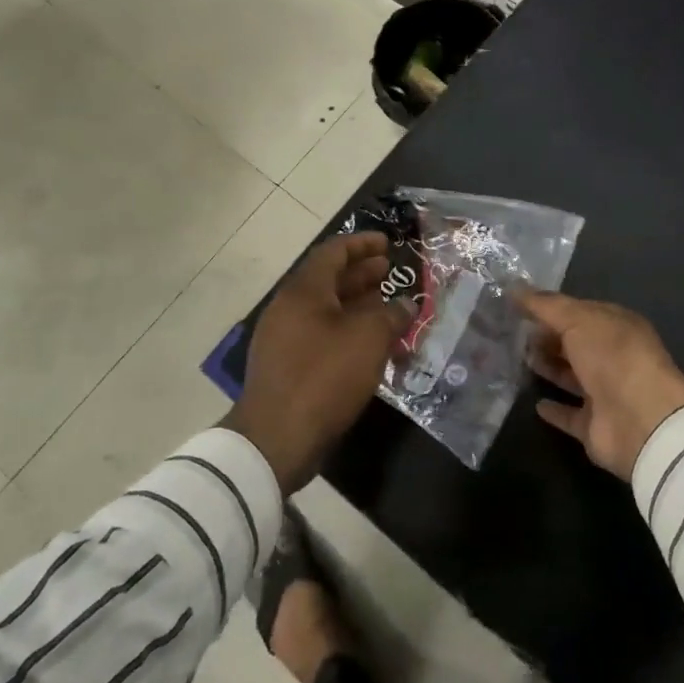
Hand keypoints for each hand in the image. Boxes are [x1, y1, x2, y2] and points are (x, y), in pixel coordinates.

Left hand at [227, 233, 407, 492]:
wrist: (276, 439)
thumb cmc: (324, 376)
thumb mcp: (367, 339)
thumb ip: (391, 315)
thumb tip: (407, 304)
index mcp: (303, 291)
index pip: (333, 252)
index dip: (362, 244)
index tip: (388, 243)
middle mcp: (289, 308)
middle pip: (328, 280)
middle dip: (361, 274)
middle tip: (390, 272)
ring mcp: (284, 339)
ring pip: (326, 310)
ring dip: (358, 305)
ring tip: (388, 307)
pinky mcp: (287, 367)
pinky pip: (321, 336)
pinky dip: (347, 332)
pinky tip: (370, 345)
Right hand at [522, 292, 683, 480]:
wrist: (641, 420)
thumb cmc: (612, 356)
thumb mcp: (577, 319)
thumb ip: (545, 305)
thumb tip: (513, 287)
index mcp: (616, 326)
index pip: (579, 312)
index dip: (551, 308)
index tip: (518, 306)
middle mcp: (613, 357)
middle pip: (575, 344)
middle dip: (548, 337)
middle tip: (514, 334)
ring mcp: (606, 393)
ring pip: (572, 376)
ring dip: (549, 368)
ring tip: (519, 360)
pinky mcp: (596, 426)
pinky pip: (571, 415)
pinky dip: (555, 410)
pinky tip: (535, 404)